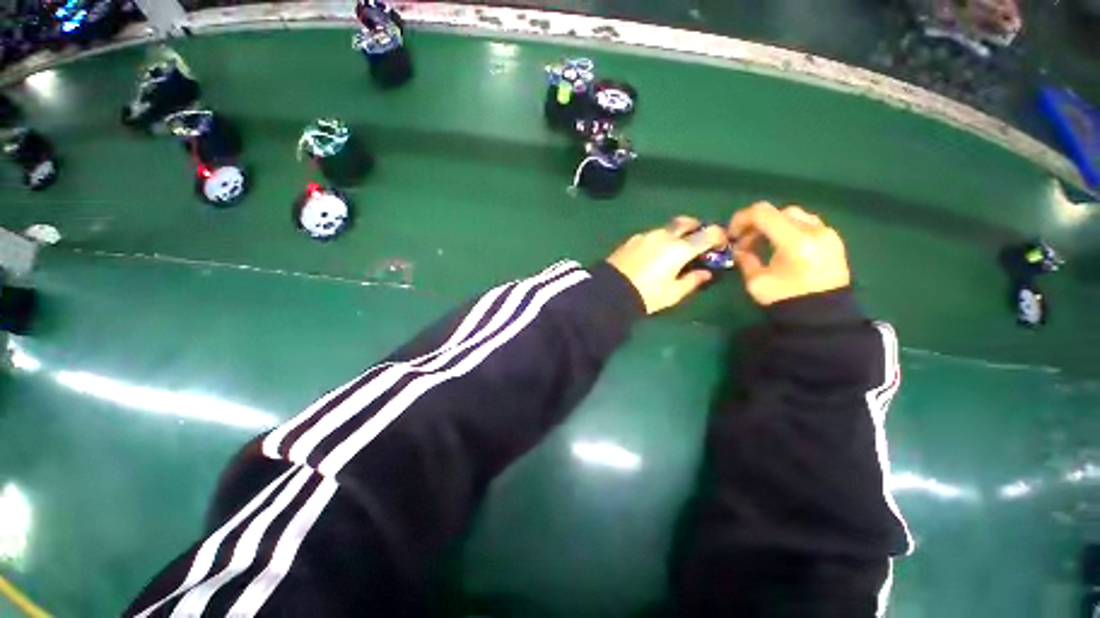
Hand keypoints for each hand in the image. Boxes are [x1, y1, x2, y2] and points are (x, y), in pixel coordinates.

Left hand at [607, 216, 728, 313]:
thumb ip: (692, 280)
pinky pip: (652, 234)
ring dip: (676, 234)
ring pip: (667, 227)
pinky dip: (660, 239)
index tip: (721, 245)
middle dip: (697, 228)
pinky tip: (655, 253)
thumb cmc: (646, 295)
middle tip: (699, 241)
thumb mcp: (673, 293)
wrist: (610, 292)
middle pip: (686, 222)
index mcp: (679, 248)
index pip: (708, 233)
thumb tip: (706, 273)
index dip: (719, 237)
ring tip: (675, 250)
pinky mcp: (631, 239)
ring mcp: (646, 235)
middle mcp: (664, 235)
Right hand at [729, 202, 849, 305]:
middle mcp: (814, 230)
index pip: (762, 213)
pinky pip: (807, 224)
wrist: (823, 316)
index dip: (741, 219)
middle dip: (757, 224)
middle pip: (778, 212)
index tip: (731, 234)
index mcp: (794, 240)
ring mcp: (828, 233)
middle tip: (745, 242)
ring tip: (763, 244)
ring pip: (794, 215)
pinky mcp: (834, 240)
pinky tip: (782, 247)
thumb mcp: (756, 282)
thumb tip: (740, 250)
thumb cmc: (786, 299)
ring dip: (774, 225)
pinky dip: (790, 229)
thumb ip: (745, 260)